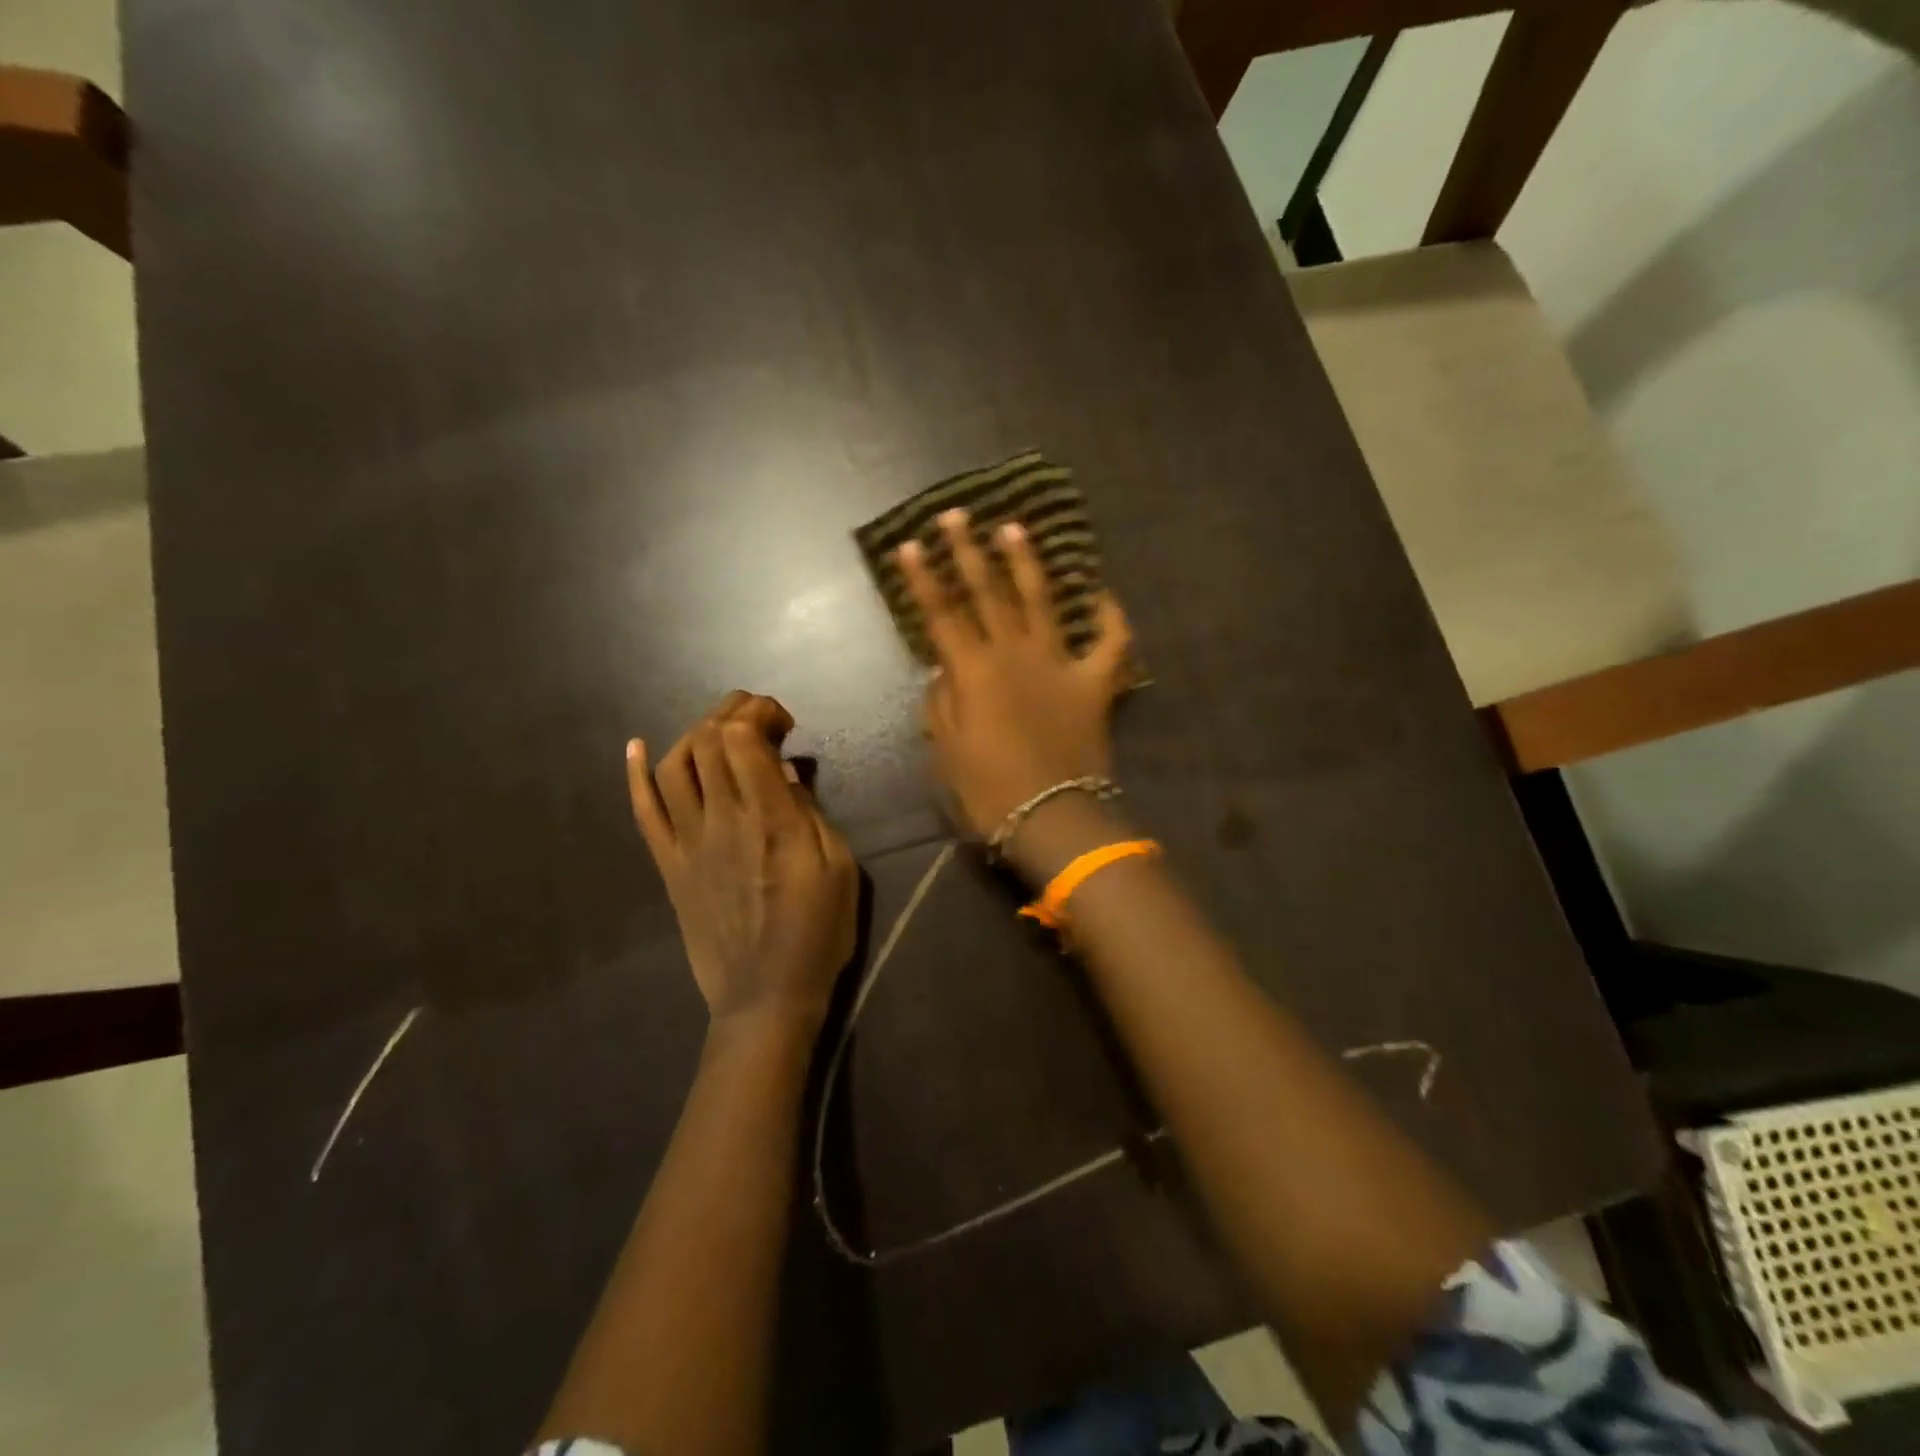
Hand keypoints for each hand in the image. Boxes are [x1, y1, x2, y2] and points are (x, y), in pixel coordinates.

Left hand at [627, 692, 858, 1036]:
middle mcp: (722, 821)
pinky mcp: (669, 866)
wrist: (765, 997)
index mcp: (770, 820)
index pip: (743, 739)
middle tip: (757, 714)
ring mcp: (688, 843)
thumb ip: (810, 813)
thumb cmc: (817, 932)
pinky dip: (635, 774)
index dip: (759, 712)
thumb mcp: (838, 867)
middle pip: (708, 741)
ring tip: (720, 729)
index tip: (784, 722)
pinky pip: (644, 812)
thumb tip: (786, 771)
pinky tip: (636, 746)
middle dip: (731, 711)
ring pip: (674, 766)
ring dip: (695, 733)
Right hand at [896, 509, 1132, 843]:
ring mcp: (1060, 665)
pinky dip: (1111, 618)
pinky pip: (1111, 643)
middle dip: (969, 552)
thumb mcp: (948, 753)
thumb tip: (942, 669)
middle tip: (958, 514)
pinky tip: (1104, 593)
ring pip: (1041, 602)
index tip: (911, 544)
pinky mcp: (1095, 683)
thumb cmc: (990, 793)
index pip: (942, 614)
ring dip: (1027, 564)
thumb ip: (941, 705)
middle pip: (988, 594)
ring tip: (1015, 528)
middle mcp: (1015, 656)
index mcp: (974, 673)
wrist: (1054, 819)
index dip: (923, 578)